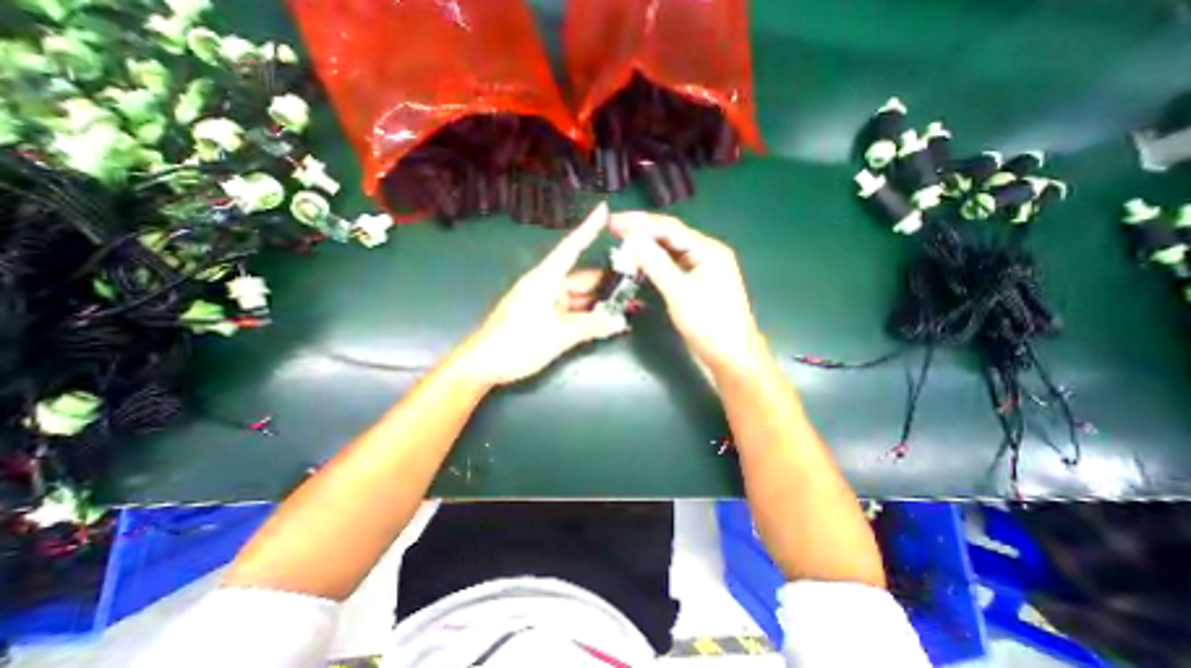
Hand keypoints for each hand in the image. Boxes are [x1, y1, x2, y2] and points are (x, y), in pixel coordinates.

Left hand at [459, 204, 631, 386]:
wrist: (485, 364)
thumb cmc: (518, 342)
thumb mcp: (559, 334)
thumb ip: (592, 325)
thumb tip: (620, 322)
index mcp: (547, 279)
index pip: (571, 247)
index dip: (588, 228)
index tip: (604, 210)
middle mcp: (548, 285)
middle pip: (583, 278)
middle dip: (609, 284)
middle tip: (637, 287)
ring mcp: (548, 302)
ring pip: (581, 297)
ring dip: (602, 303)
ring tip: (629, 308)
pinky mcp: (547, 317)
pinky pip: (574, 311)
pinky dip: (590, 316)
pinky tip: (609, 322)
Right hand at [609, 215, 767, 379]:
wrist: (730, 355)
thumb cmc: (709, 324)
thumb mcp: (679, 292)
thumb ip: (655, 264)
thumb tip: (632, 238)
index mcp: (708, 250)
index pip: (669, 229)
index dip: (639, 223)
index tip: (613, 222)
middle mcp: (705, 253)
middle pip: (669, 236)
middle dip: (641, 231)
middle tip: (613, 229)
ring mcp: (701, 268)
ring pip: (669, 251)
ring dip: (646, 246)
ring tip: (621, 243)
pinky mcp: (694, 282)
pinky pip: (671, 266)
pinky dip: (653, 263)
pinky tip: (638, 262)